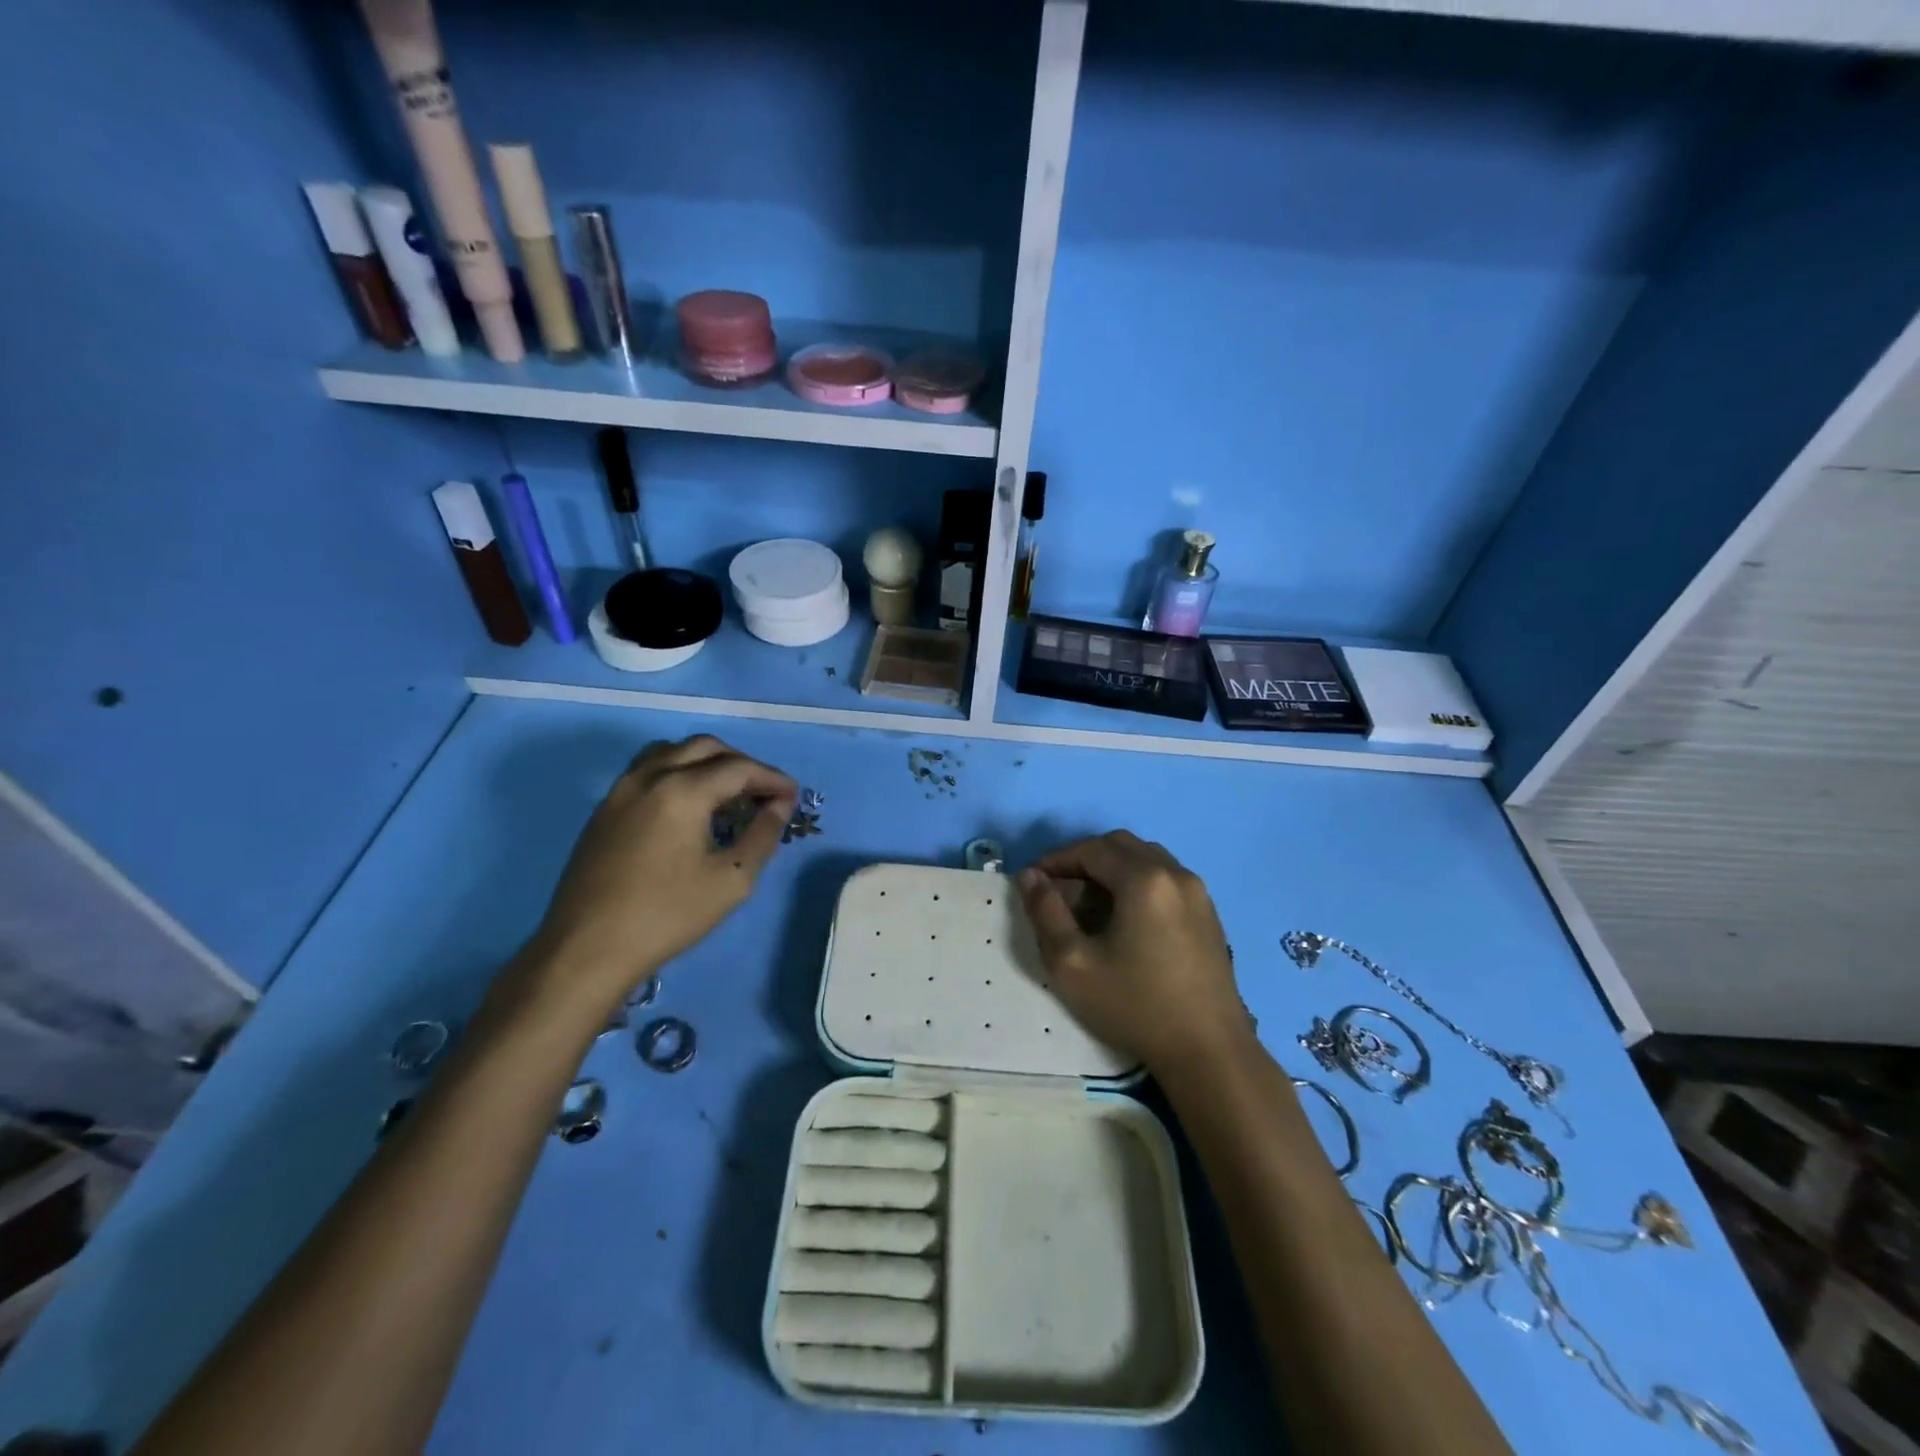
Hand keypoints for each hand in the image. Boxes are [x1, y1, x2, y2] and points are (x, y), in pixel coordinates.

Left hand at [526, 735, 796, 1012]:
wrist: (587, 949)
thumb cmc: (667, 915)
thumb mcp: (730, 880)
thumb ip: (762, 835)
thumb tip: (779, 806)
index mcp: (683, 790)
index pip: (739, 768)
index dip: (772, 778)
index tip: (793, 797)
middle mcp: (650, 776)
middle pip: (705, 747)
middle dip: (741, 764)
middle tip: (763, 793)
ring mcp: (621, 789)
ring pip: (671, 751)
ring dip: (706, 762)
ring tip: (726, 793)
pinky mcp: (604, 809)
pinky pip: (648, 770)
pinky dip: (678, 772)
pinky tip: (689, 807)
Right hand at [1017, 831, 1248, 1073]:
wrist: (1208, 1051)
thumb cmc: (1134, 1005)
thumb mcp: (1072, 963)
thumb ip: (1045, 912)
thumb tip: (1031, 876)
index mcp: (1144, 879)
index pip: (1090, 849)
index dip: (1056, 860)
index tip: (1032, 882)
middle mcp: (1175, 873)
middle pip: (1120, 846)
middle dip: (1084, 860)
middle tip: (1059, 890)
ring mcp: (1198, 893)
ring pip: (1146, 859)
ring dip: (1113, 870)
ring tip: (1090, 905)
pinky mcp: (1209, 914)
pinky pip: (1166, 879)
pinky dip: (1138, 883)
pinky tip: (1126, 921)